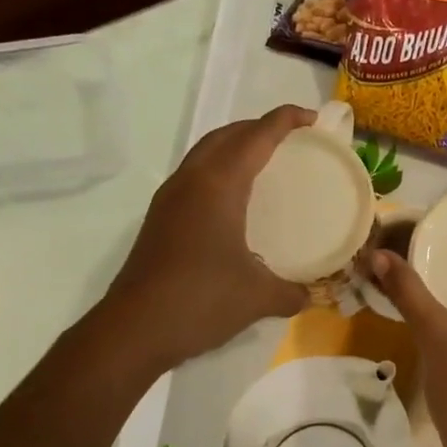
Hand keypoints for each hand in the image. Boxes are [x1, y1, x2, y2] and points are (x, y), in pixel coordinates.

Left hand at [103, 106, 314, 370]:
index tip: (312, 118)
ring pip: (205, 153)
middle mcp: (191, 181)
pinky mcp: (160, 219)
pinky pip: (194, 175)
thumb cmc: (201, 301)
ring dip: (235, 146)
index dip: (285, 121)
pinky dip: (219, 170)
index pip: (256, 137)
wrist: (134, 329)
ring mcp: (170, 199)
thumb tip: (310, 295)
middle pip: (226, 135)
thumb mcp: (259, 297)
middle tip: (291, 138)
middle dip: (258, 127)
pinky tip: (234, 200)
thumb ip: (292, 292)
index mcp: (218, 186)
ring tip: (264, 161)